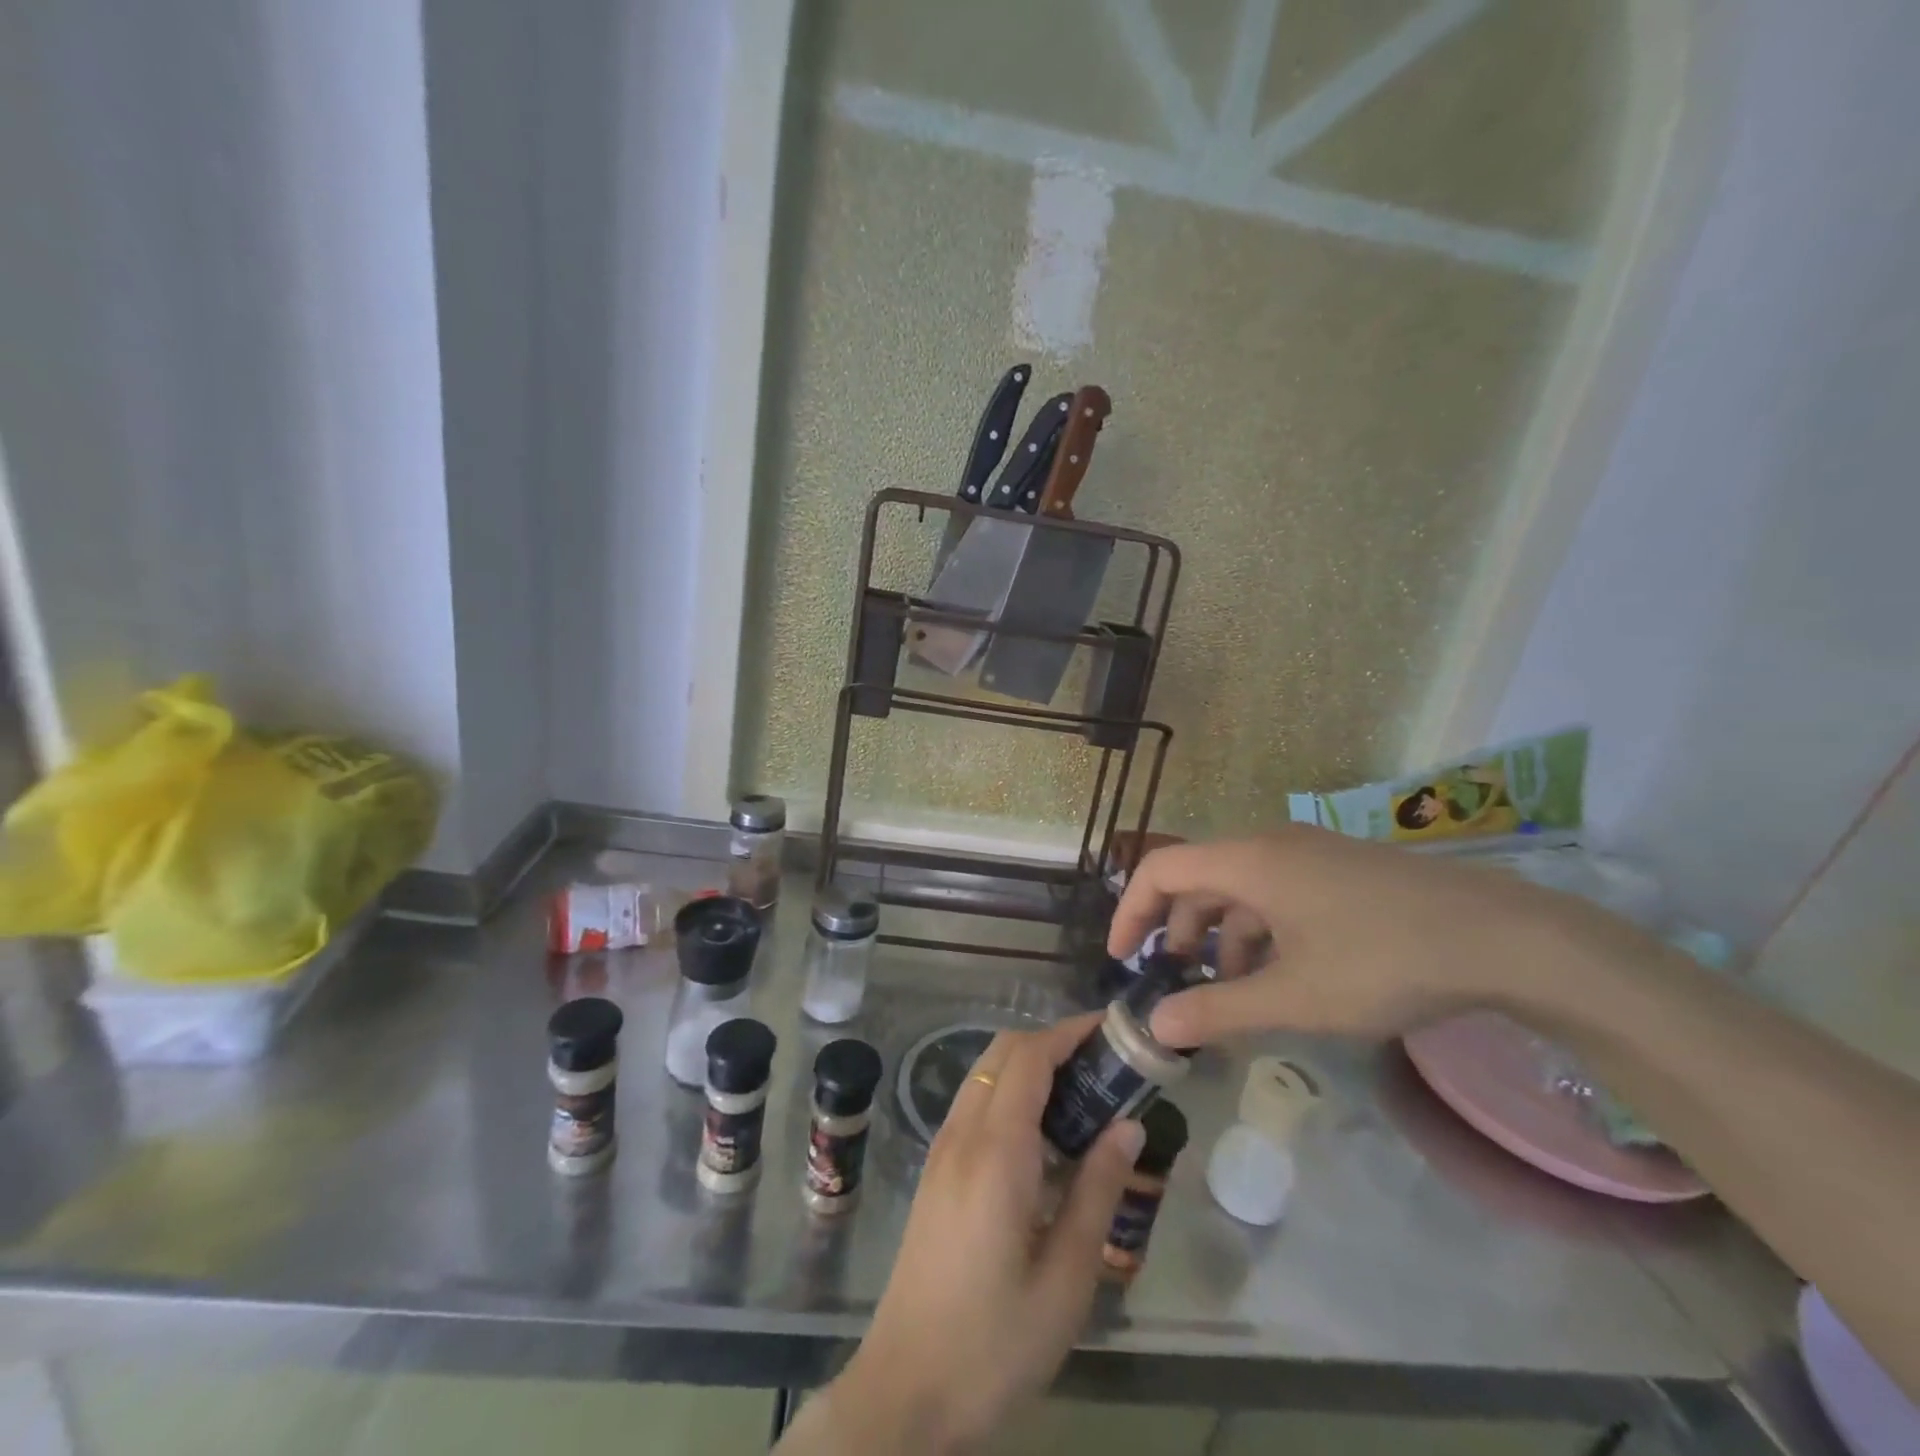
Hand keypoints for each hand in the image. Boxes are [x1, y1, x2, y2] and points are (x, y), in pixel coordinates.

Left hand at [796, 1020, 1143, 1453]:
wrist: (905, 1390)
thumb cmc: (994, 1342)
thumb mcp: (1066, 1279)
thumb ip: (1097, 1191)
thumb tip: (1128, 1125)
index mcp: (996, 1151)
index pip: (1030, 1057)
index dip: (1070, 1032)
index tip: (1112, 1030)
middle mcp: (962, 1134)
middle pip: (1003, 1052)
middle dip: (1052, 1042)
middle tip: (1105, 1065)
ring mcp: (941, 1149)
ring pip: (985, 1073)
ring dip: (1029, 1065)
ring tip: (1082, 1095)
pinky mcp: (935, 1170)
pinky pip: (974, 1103)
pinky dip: (1009, 1091)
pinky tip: (1042, 1135)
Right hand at [1108, 827, 1603, 1045]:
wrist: (1505, 937)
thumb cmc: (1383, 961)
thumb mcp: (1294, 996)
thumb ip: (1219, 1010)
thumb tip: (1157, 1027)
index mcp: (1248, 861)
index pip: (1161, 870)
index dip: (1132, 911)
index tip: (1123, 959)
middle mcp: (1271, 844)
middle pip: (1199, 877)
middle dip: (1178, 930)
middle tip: (1179, 982)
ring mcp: (1310, 853)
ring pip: (1241, 887)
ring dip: (1223, 935)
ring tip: (1234, 988)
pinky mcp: (1341, 869)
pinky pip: (1277, 890)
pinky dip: (1262, 929)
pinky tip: (1284, 973)